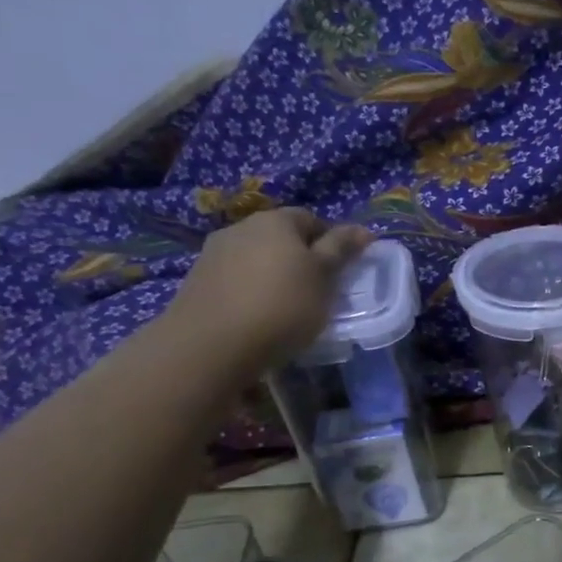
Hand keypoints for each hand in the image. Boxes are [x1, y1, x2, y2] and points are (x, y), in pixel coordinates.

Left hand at [165, 208, 372, 370]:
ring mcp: (214, 252)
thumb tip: (363, 229)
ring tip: (285, 307)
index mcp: (277, 221)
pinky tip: (257, 315)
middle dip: (299, 257)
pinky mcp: (198, 280)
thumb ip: (341, 250)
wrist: (212, 343)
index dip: (330, 242)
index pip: (311, 219)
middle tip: (316, 290)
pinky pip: (235, 278)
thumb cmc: (283, 305)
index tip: (339, 271)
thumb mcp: (324, 278)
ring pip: (256, 257)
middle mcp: (242, 227)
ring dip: (272, 274)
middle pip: (280, 237)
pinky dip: (250, 290)